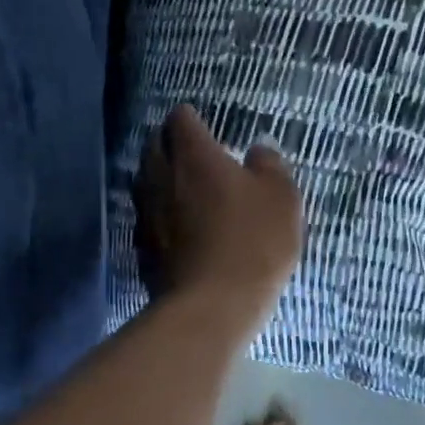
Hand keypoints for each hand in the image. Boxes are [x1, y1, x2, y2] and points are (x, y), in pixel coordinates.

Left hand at [135, 104, 302, 328]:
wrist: (212, 305)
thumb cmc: (254, 242)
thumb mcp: (281, 198)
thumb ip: (270, 165)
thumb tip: (258, 150)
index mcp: (193, 155)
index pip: (181, 119)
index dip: (192, 119)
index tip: (205, 126)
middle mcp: (161, 176)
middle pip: (155, 147)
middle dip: (171, 145)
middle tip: (195, 156)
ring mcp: (146, 213)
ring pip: (146, 182)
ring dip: (162, 180)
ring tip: (185, 190)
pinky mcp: (142, 247)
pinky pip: (148, 218)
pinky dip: (161, 215)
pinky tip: (179, 228)